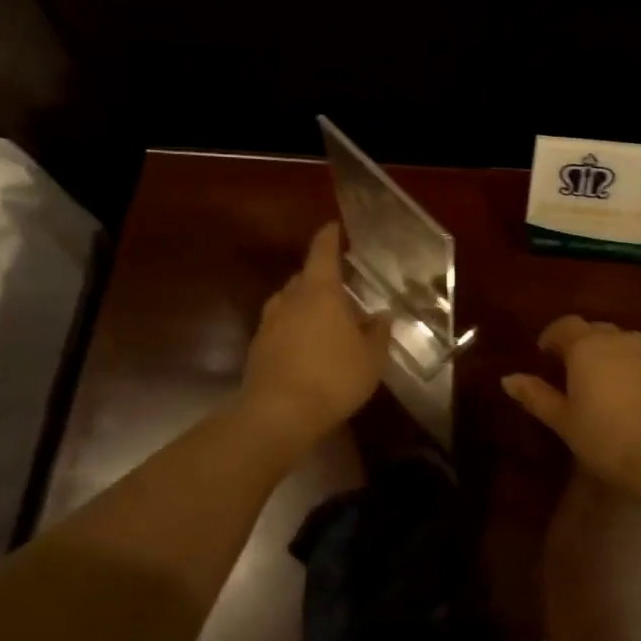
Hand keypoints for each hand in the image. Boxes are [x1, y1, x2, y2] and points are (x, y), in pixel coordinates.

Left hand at [241, 223, 390, 445]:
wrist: (279, 413)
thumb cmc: (334, 378)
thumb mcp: (371, 358)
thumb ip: (379, 333)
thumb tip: (383, 315)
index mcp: (320, 291)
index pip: (323, 252)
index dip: (329, 237)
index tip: (334, 227)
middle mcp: (290, 299)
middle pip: (304, 277)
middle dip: (321, 278)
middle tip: (341, 289)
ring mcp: (269, 323)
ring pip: (289, 302)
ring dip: (305, 305)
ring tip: (324, 320)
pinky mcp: (258, 347)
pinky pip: (280, 327)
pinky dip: (293, 329)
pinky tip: (307, 348)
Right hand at [503, 315, 640, 491]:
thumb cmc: (606, 438)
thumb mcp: (564, 421)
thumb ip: (536, 396)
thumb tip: (508, 379)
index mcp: (587, 347)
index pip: (565, 325)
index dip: (552, 336)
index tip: (545, 354)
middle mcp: (621, 340)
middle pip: (596, 330)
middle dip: (582, 343)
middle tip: (572, 372)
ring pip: (625, 342)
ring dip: (611, 354)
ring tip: (604, 383)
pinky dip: (635, 369)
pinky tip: (634, 397)